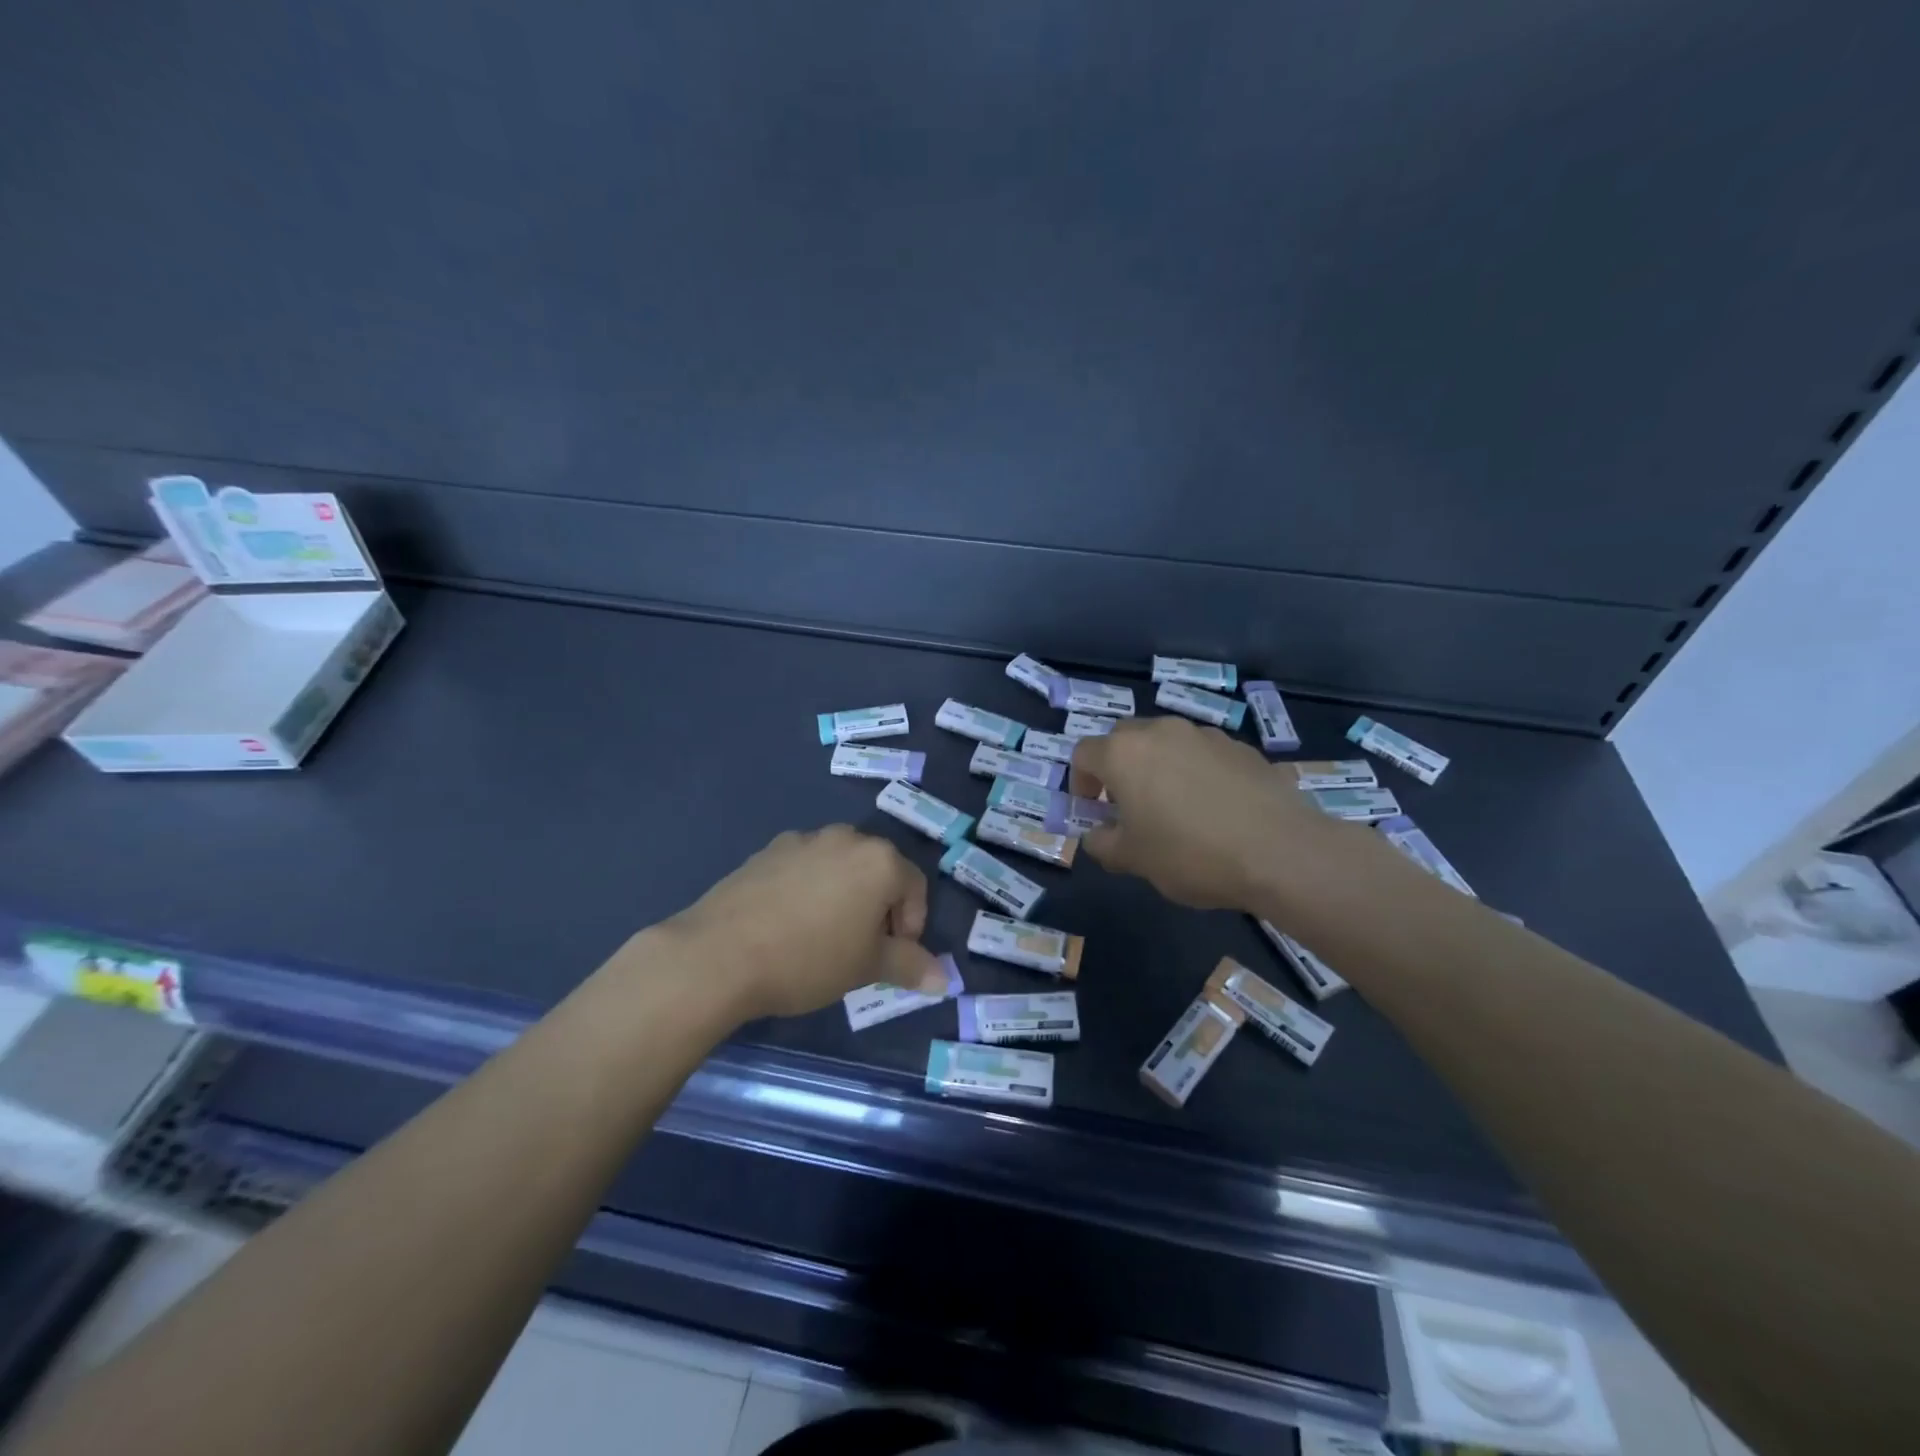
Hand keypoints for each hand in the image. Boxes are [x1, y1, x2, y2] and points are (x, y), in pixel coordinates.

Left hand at [661, 826, 946, 1020]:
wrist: (719, 954)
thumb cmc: (809, 959)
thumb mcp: (866, 967)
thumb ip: (909, 966)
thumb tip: (944, 980)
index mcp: (879, 860)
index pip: (915, 887)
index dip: (912, 925)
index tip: (893, 958)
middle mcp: (846, 838)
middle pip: (878, 871)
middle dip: (879, 908)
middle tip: (862, 948)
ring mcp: (803, 840)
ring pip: (840, 867)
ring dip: (844, 896)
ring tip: (824, 937)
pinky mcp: (767, 850)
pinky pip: (804, 868)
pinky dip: (809, 890)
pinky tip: (788, 924)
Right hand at [1070, 716, 1339, 910]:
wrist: (1280, 852)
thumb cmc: (1191, 855)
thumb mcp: (1133, 860)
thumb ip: (1102, 844)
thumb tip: (1096, 835)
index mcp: (1124, 754)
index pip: (1083, 754)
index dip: (1080, 782)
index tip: (1092, 811)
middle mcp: (1161, 732)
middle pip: (1124, 739)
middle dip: (1118, 768)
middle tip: (1129, 805)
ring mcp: (1204, 735)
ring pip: (1166, 742)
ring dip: (1158, 767)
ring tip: (1175, 808)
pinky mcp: (1241, 747)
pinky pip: (1203, 754)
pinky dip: (1196, 772)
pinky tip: (1215, 809)